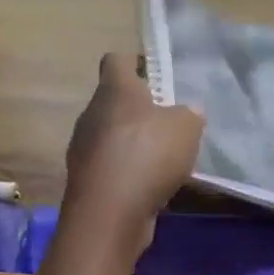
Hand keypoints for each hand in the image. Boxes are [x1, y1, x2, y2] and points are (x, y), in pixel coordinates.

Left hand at [63, 52, 203, 247]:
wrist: (109, 214)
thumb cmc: (148, 156)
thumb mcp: (186, 127)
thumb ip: (189, 114)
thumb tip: (188, 112)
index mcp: (114, 90)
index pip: (116, 60)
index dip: (136, 63)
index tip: (157, 76)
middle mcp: (92, 113)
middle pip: (115, 100)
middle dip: (139, 109)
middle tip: (169, 122)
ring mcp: (84, 148)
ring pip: (111, 135)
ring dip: (134, 143)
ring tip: (164, 158)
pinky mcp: (85, 180)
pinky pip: (111, 166)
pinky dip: (129, 171)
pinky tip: (150, 185)